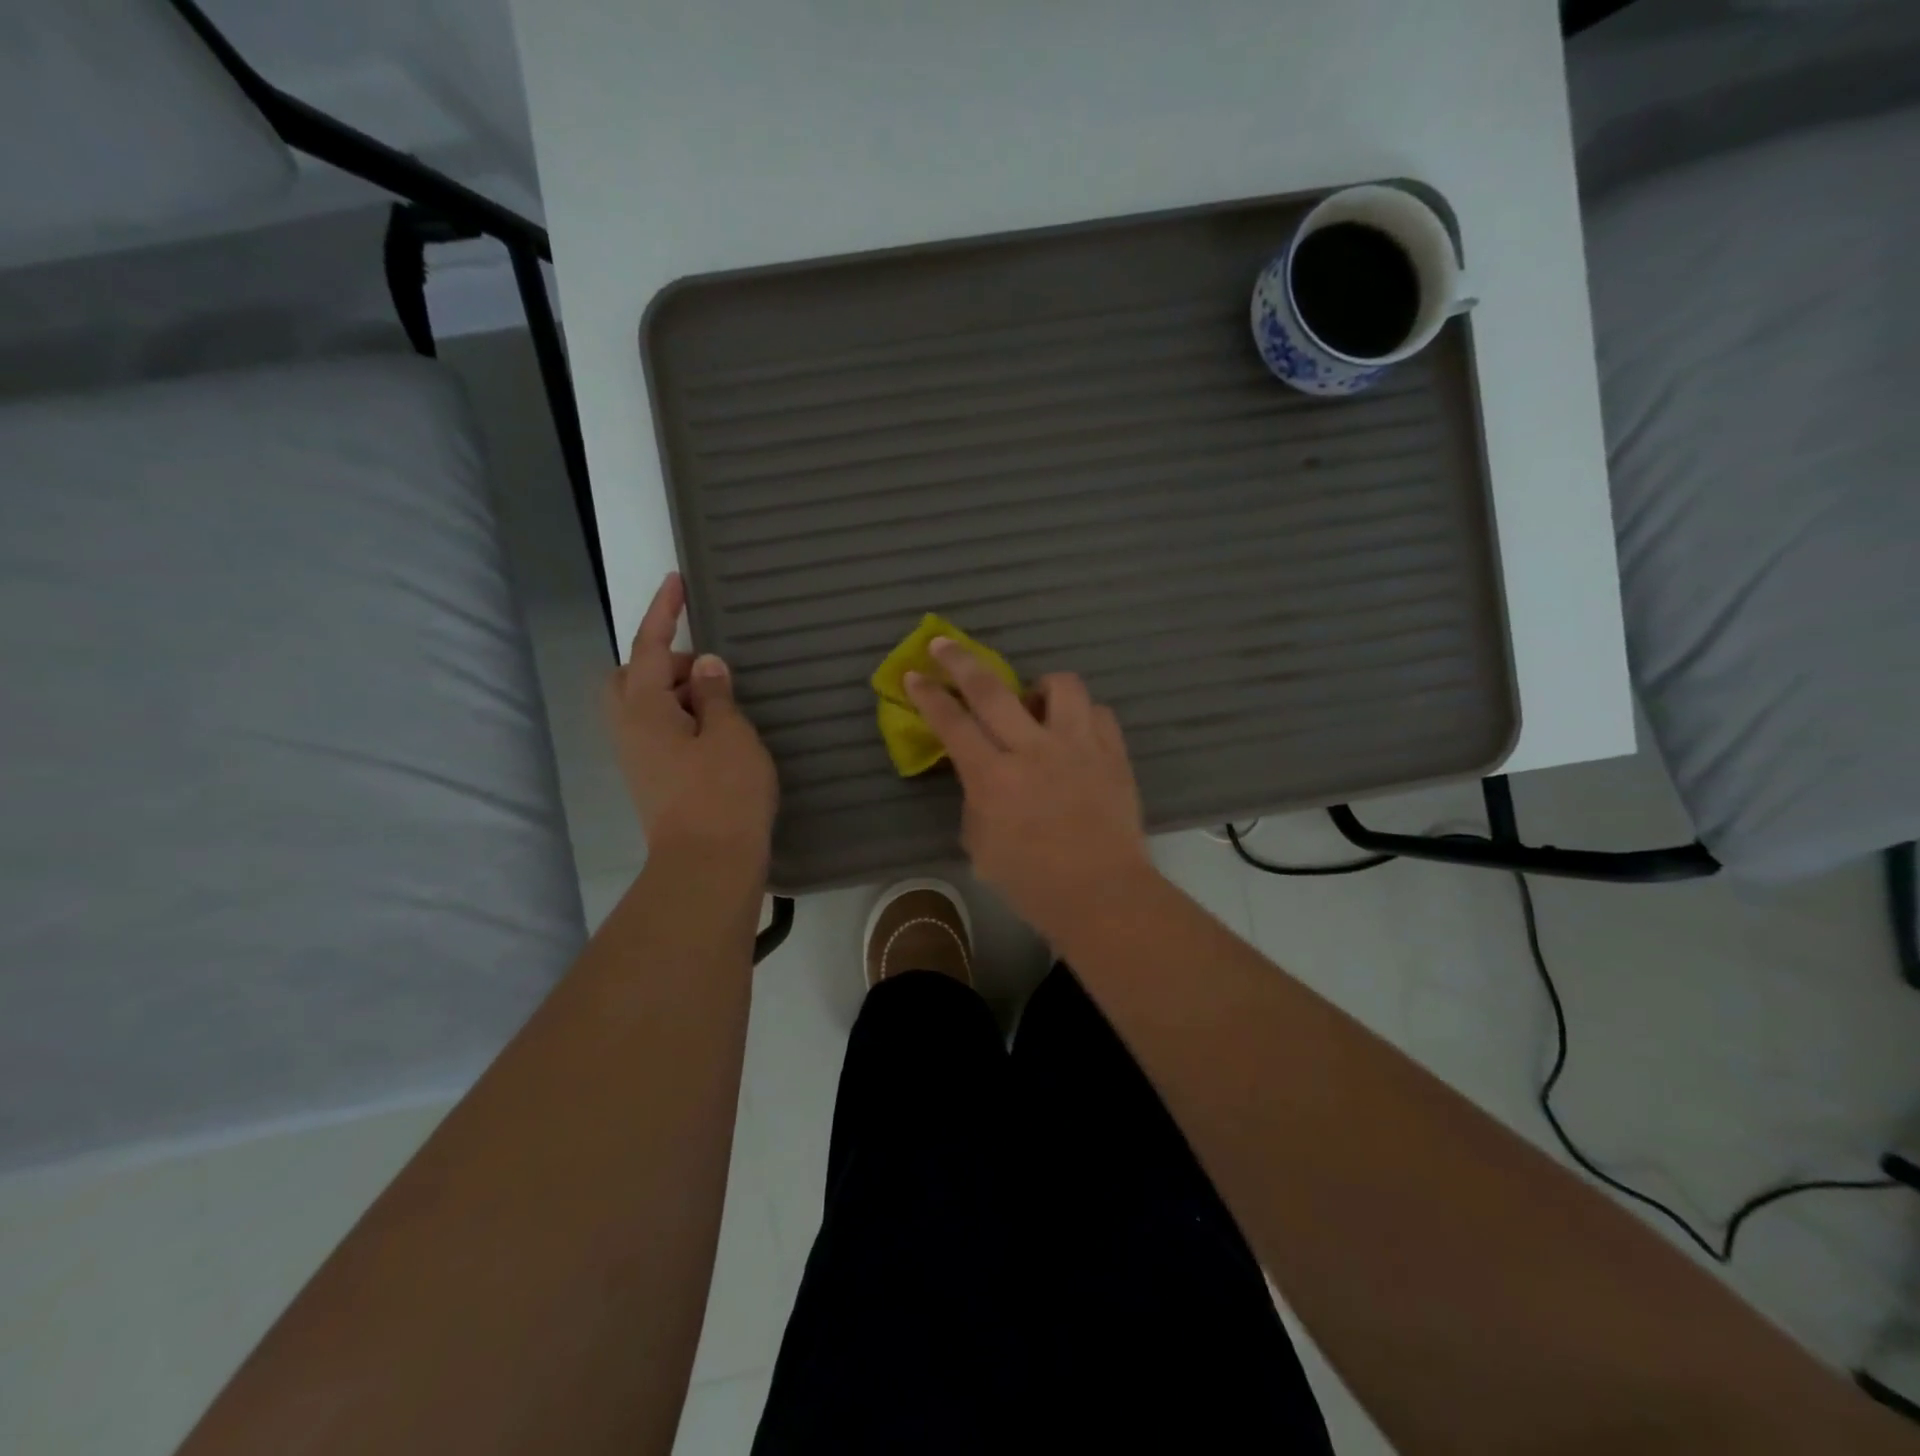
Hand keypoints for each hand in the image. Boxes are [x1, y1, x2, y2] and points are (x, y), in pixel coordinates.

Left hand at [607, 573, 776, 863]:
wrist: (708, 864)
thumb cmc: (723, 793)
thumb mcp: (730, 734)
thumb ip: (716, 694)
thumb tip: (706, 667)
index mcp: (644, 709)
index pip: (649, 647)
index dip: (664, 611)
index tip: (676, 580)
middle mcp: (629, 729)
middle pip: (631, 676)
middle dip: (663, 660)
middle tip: (707, 669)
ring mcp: (637, 757)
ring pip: (645, 705)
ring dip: (676, 691)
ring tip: (721, 700)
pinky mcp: (652, 778)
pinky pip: (659, 730)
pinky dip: (681, 717)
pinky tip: (715, 730)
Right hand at [905, 639, 1152, 940]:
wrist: (1103, 895)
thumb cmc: (1032, 883)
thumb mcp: (981, 846)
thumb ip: (976, 799)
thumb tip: (982, 774)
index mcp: (993, 778)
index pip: (952, 722)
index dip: (928, 694)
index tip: (913, 674)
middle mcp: (1033, 750)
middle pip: (991, 688)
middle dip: (959, 660)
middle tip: (943, 645)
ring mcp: (1078, 746)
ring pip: (1059, 685)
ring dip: (1038, 686)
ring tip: (1033, 703)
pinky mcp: (1113, 753)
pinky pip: (1097, 712)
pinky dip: (1080, 715)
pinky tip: (1073, 732)